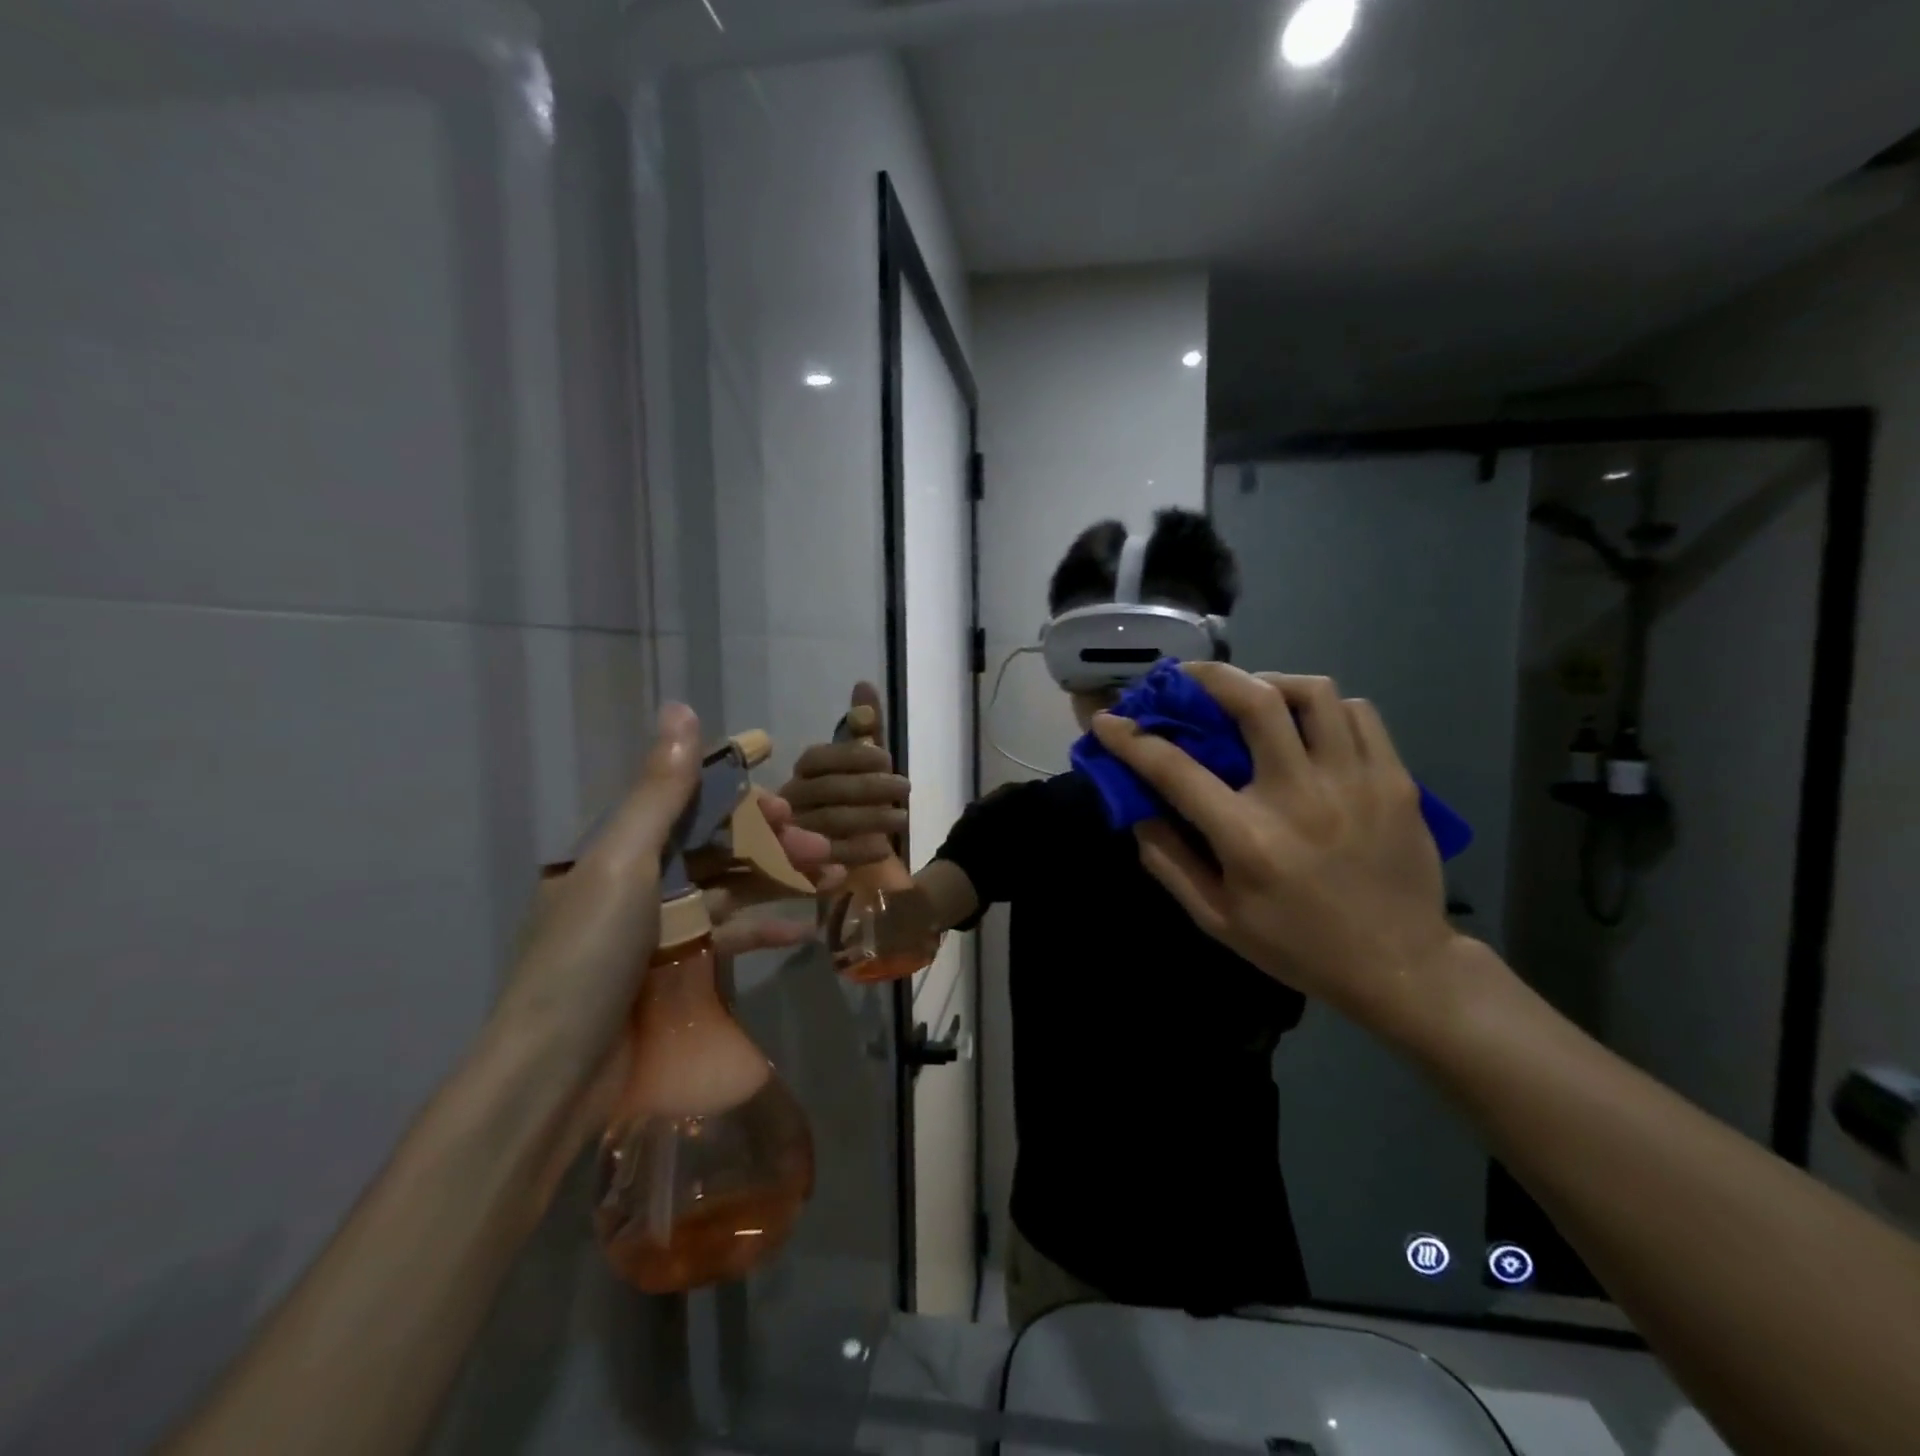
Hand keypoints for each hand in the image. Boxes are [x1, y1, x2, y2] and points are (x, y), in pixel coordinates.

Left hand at [497, 704, 838, 1070]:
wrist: (556, 1075)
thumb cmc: (588, 955)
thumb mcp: (622, 863)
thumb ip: (659, 791)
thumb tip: (682, 709)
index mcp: (619, 849)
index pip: (689, 806)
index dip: (740, 799)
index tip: (786, 802)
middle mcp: (639, 881)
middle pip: (718, 848)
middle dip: (773, 842)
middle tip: (822, 847)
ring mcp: (659, 929)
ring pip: (732, 890)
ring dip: (781, 881)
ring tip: (834, 876)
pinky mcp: (676, 971)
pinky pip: (729, 938)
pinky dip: (765, 930)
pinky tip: (804, 930)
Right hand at [779, 681, 910, 866]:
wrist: (844, 862)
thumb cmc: (851, 804)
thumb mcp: (861, 766)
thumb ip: (863, 730)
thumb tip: (864, 685)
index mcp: (800, 774)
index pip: (819, 758)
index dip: (853, 755)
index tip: (887, 758)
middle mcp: (789, 802)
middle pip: (826, 789)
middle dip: (870, 787)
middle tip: (905, 788)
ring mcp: (792, 836)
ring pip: (829, 821)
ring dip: (871, 818)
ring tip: (903, 817)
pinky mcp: (802, 868)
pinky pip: (828, 859)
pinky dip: (857, 851)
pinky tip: (883, 847)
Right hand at [1088, 664, 1456, 1033]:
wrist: (1399, 967)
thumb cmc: (1296, 945)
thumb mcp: (1216, 919)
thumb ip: (1168, 861)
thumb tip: (1137, 808)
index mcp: (1249, 839)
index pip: (1175, 769)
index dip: (1131, 739)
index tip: (1108, 722)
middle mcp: (1301, 797)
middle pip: (1254, 702)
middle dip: (1209, 676)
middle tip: (1189, 676)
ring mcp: (1356, 782)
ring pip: (1313, 693)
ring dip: (1270, 683)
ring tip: (1254, 695)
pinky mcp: (1395, 780)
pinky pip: (1358, 713)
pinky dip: (1324, 707)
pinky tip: (1308, 725)